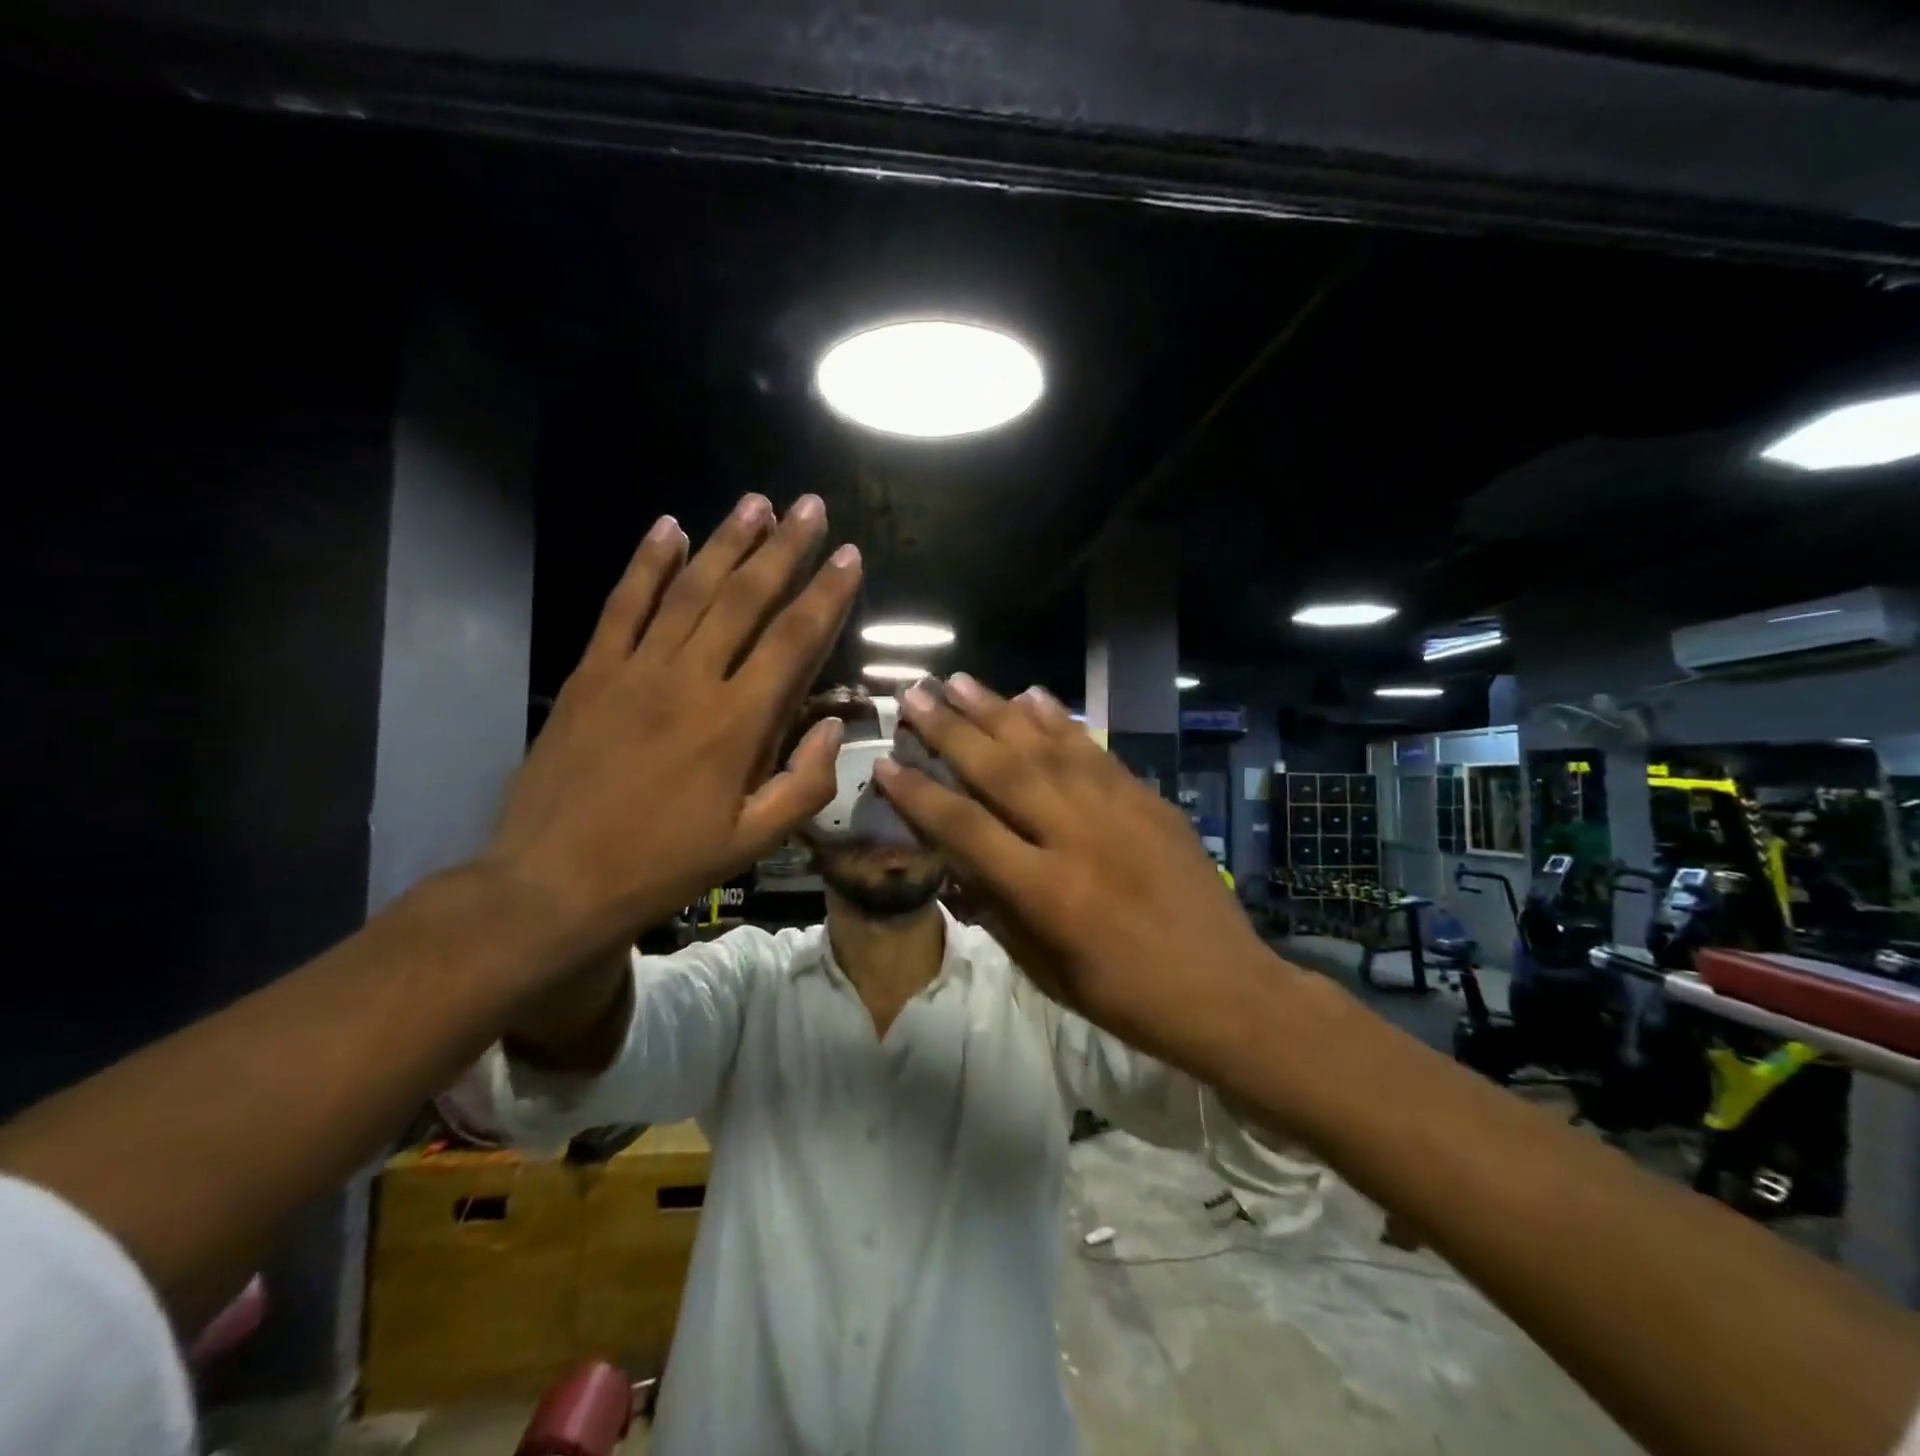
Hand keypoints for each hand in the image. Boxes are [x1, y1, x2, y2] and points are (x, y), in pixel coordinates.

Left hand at [487, 493, 858, 958]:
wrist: (553, 882)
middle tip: (809, 506)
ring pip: (689, 590)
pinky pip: (622, 605)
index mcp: (736, 724)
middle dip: (784, 548)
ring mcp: (635, 670)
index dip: (826, 595)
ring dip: (726, 543)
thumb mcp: (751, 843)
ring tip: (755, 503)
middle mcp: (690, 681)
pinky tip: (668, 529)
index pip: (793, 641)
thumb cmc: (663, 865)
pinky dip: (646, 565)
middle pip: (746, 599)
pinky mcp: (591, 673)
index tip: (849, 556)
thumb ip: (805, 784)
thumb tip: (835, 728)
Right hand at [876, 674, 1272, 1063]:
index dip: (919, 795)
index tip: (884, 763)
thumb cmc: (1124, 995)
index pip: (966, 829)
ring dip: (999, 710)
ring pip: (1047, 748)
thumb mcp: (1045, 969)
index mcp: (1047, 893)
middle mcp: (1078, 838)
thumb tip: (954, 859)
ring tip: (960, 680)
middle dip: (950, 730)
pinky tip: (1034, 695)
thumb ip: (995, 908)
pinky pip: (1095, 751)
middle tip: (914, 693)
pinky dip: (1061, 721)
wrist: (1225, 989)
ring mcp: (1119, 811)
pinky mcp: (1148, 799)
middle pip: (1002, 771)